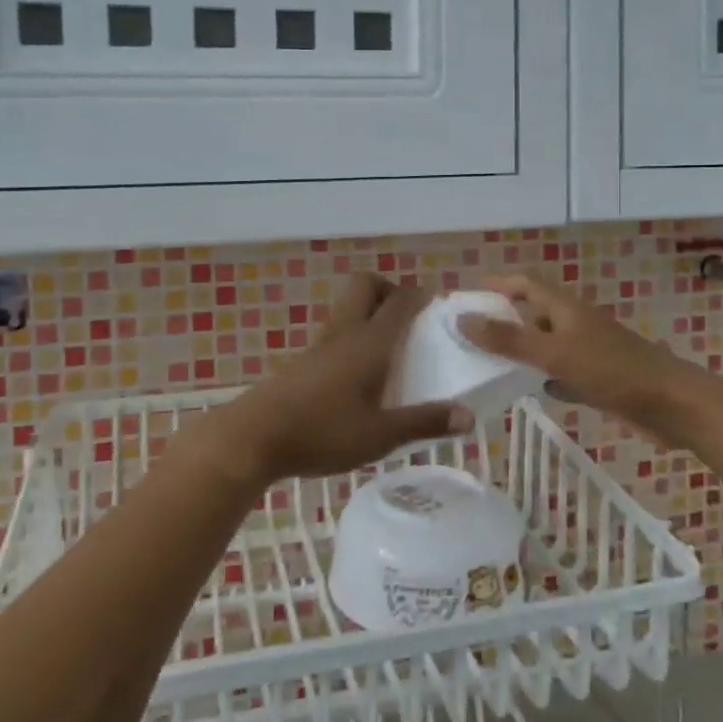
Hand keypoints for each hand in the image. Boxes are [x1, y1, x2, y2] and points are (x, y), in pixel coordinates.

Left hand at [210, 274, 473, 487]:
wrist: (254, 437)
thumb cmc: (323, 432)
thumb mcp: (381, 435)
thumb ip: (424, 423)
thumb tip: (468, 416)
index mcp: (370, 342)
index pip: (400, 301)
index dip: (422, 295)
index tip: (440, 305)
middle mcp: (345, 332)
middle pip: (365, 284)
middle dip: (389, 289)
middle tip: (408, 320)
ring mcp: (320, 344)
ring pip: (348, 307)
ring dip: (369, 312)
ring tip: (390, 349)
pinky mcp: (303, 360)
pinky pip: (335, 332)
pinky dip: (352, 336)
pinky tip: (359, 374)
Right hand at [457, 272, 685, 423]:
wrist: (672, 405)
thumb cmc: (612, 370)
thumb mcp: (554, 353)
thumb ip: (508, 339)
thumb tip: (463, 319)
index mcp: (566, 309)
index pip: (526, 284)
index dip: (498, 284)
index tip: (468, 293)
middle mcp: (575, 324)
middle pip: (534, 313)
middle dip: (504, 317)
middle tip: (469, 331)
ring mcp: (588, 352)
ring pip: (546, 344)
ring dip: (520, 348)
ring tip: (486, 361)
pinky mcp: (598, 379)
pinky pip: (561, 372)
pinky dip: (541, 375)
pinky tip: (527, 389)